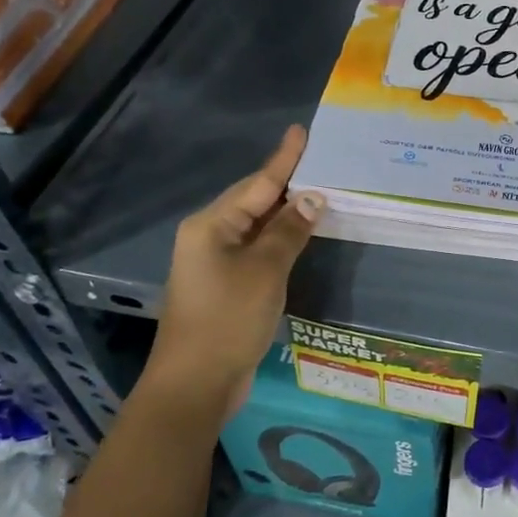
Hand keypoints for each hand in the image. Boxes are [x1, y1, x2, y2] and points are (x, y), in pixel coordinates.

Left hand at [141, 125, 322, 426]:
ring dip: (287, 212)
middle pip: (254, 200)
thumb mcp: (265, 270)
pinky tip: (301, 235)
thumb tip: (313, 198)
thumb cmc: (228, 319)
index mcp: (211, 225)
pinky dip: (280, 239)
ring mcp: (214, 263)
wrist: (195, 384)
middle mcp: (209, 236)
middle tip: (322, 162)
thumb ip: (290, 230)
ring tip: (320, 192)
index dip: (284, 159)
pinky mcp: (225, 286)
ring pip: (257, 226)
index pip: (258, 183)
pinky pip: (257, 249)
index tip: (301, 132)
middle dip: (287, 183)